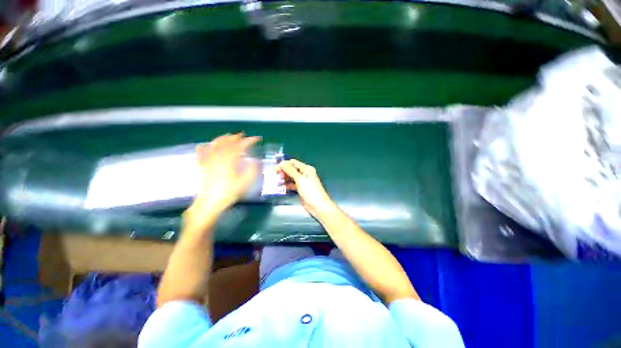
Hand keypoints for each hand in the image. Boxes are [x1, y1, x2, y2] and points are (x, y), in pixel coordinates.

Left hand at [186, 134, 260, 226]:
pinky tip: (206, 145)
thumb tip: (256, 162)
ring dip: (223, 139)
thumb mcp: (244, 183)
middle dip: (236, 137)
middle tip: (243, 135)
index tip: (256, 139)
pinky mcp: (203, 166)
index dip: (249, 141)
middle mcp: (218, 158)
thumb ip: (252, 171)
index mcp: (229, 161)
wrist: (209, 203)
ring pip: (215, 145)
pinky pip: (202, 153)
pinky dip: (205, 147)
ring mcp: (209, 161)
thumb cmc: (228, 194)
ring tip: (229, 136)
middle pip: (227, 143)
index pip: (240, 147)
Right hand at [277, 159, 335, 217]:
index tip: (275, 169)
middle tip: (275, 176)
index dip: (284, 164)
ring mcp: (303, 182)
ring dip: (284, 179)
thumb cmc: (310, 191)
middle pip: (292, 170)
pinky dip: (287, 185)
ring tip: (276, 182)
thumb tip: (282, 163)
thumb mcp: (300, 179)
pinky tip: (281, 188)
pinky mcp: (301, 189)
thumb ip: (290, 170)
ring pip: (291, 178)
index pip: (293, 163)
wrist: (318, 206)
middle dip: (283, 172)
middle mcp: (305, 174)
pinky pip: (292, 185)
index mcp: (306, 169)